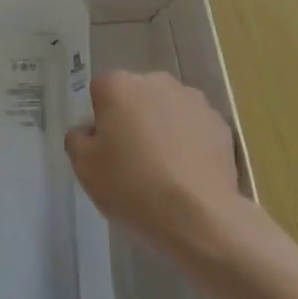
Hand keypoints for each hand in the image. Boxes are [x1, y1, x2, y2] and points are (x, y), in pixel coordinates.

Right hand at [65, 71, 250, 254]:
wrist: (198, 217)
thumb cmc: (132, 186)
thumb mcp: (84, 168)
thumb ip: (77, 139)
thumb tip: (88, 131)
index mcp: (118, 85)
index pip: (100, 94)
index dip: (100, 122)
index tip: (105, 151)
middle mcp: (156, 81)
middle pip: (135, 97)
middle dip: (132, 120)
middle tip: (132, 160)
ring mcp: (192, 100)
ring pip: (167, 110)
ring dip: (162, 128)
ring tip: (164, 170)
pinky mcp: (220, 123)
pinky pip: (194, 128)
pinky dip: (189, 143)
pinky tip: (187, 174)